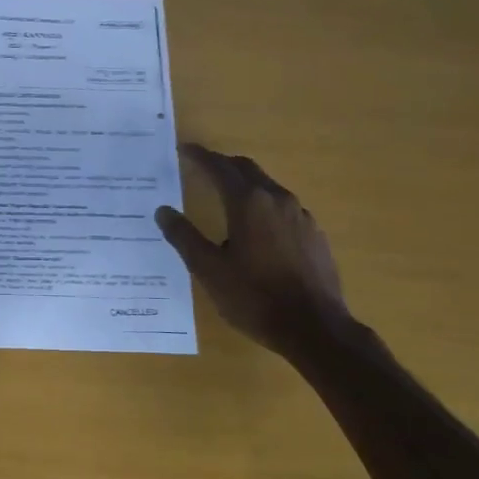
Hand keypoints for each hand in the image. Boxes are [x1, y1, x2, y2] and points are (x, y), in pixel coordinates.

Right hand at [155, 144, 352, 359]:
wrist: (315, 328)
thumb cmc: (255, 297)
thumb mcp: (209, 269)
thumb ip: (184, 237)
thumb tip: (163, 211)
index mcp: (249, 203)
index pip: (220, 168)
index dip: (200, 157)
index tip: (184, 150)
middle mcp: (278, 200)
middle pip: (247, 170)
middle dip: (223, 166)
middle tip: (202, 168)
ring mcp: (301, 217)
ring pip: (268, 189)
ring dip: (245, 186)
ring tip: (226, 199)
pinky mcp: (314, 235)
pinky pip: (284, 210)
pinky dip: (264, 207)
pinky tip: (257, 231)